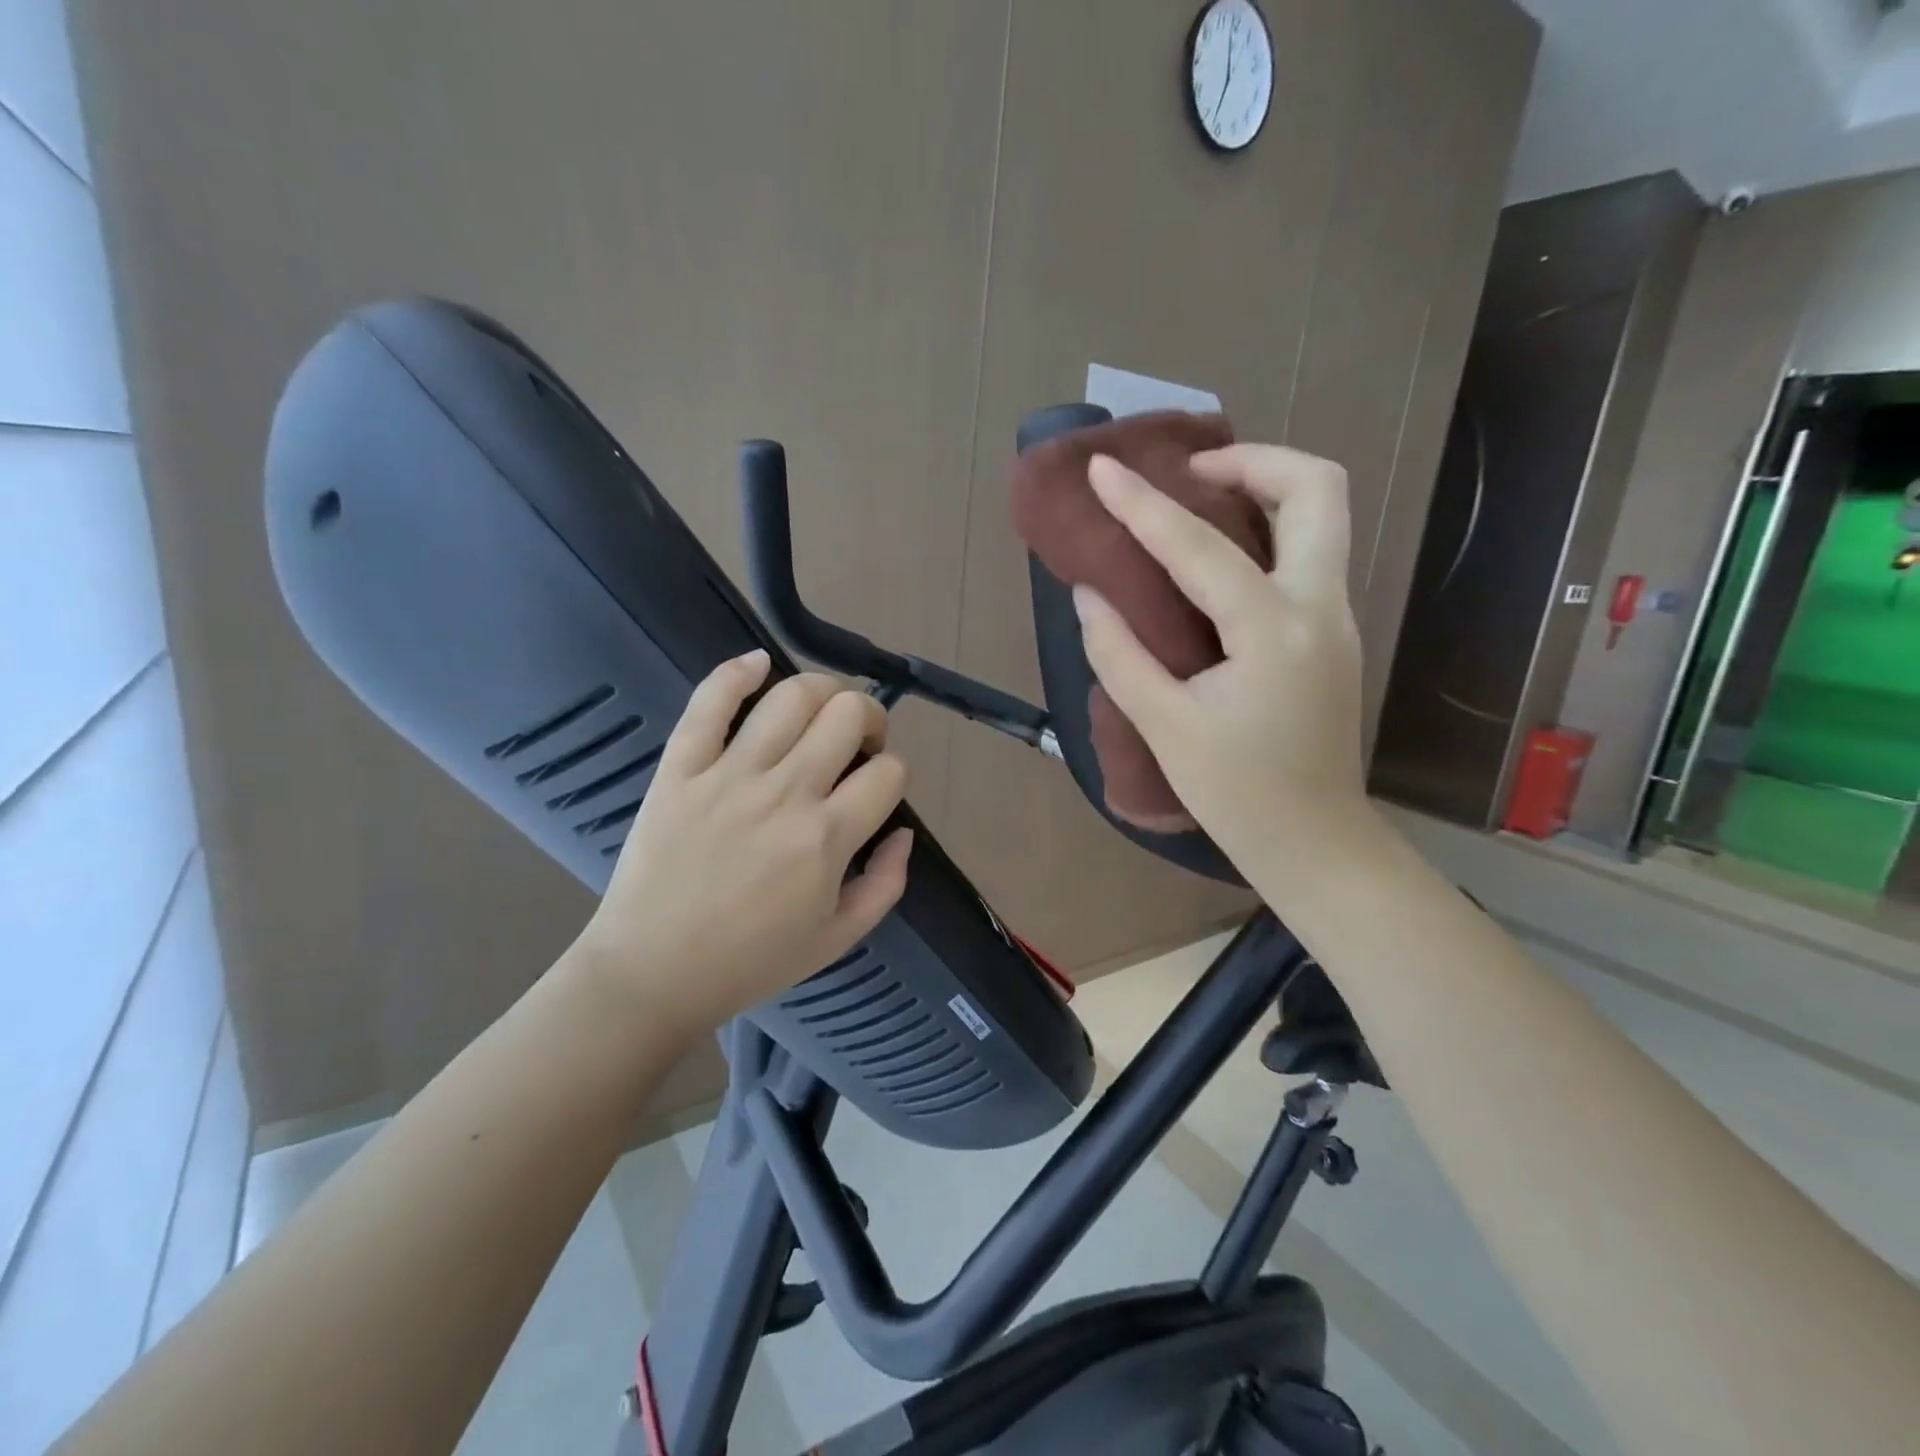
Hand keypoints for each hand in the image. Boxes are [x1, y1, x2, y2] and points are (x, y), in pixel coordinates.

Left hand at [571, 651, 911, 1042]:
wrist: (651, 974)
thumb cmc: (750, 961)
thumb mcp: (838, 939)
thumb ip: (886, 884)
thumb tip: (904, 831)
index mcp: (827, 838)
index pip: (888, 772)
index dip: (894, 772)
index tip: (877, 787)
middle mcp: (785, 793)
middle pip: (847, 714)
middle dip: (868, 718)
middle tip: (856, 743)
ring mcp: (729, 775)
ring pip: (791, 696)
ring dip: (822, 690)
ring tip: (819, 711)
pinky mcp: (680, 768)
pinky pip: (709, 702)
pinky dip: (737, 672)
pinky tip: (758, 664)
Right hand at [1072, 445, 1367, 879]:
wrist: (1314, 840)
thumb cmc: (1236, 793)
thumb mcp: (1164, 727)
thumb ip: (1120, 654)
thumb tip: (1090, 593)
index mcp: (1272, 632)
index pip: (1199, 547)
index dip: (1142, 504)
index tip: (1101, 468)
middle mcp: (1319, 607)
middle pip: (1315, 488)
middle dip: (1252, 459)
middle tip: (1189, 474)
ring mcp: (1336, 616)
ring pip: (1324, 514)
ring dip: (1266, 487)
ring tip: (1200, 501)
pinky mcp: (1332, 631)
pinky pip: (1310, 550)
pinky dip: (1269, 527)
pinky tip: (1220, 555)